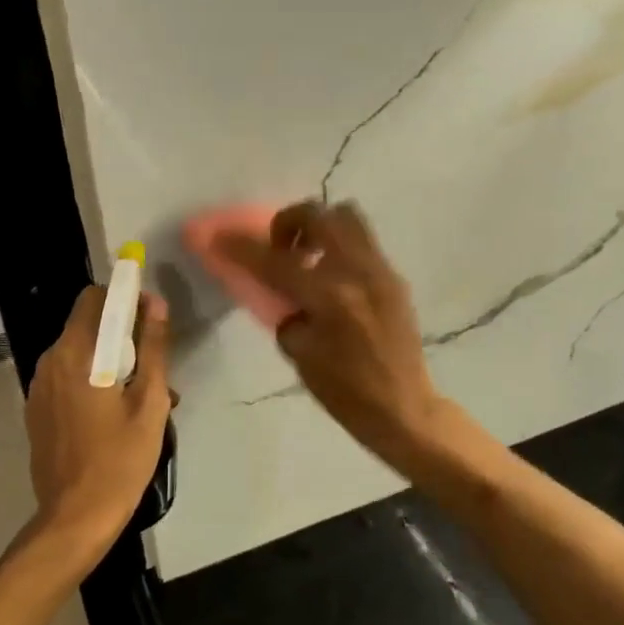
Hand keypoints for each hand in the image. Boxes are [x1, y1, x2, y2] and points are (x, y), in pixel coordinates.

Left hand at [22, 285, 171, 568]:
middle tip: (153, 369)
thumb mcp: (149, 402)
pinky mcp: (37, 410)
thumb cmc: (120, 460)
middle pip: (87, 326)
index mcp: (75, 353)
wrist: (75, 518)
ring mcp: (39, 387)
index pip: (93, 298)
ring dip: (110, 362)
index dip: (123, 299)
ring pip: (79, 354)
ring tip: (142, 399)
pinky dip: (92, 382)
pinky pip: (68, 379)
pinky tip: (115, 415)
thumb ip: (153, 347)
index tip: (149, 318)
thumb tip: (155, 303)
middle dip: (122, 336)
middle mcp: (50, 361)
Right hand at [222, 201, 445, 475]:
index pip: (276, 262)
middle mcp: (357, 273)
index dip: (242, 248)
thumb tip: (280, 289)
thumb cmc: (345, 392)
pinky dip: (338, 245)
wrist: (403, 408)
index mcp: (330, 298)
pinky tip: (330, 276)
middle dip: (288, 222)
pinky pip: (361, 241)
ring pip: (346, 216)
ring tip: (306, 255)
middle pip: (318, 216)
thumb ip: (285, 311)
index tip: (220, 238)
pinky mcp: (393, 276)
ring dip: (319, 226)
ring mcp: (380, 270)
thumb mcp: (300, 354)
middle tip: (279, 248)